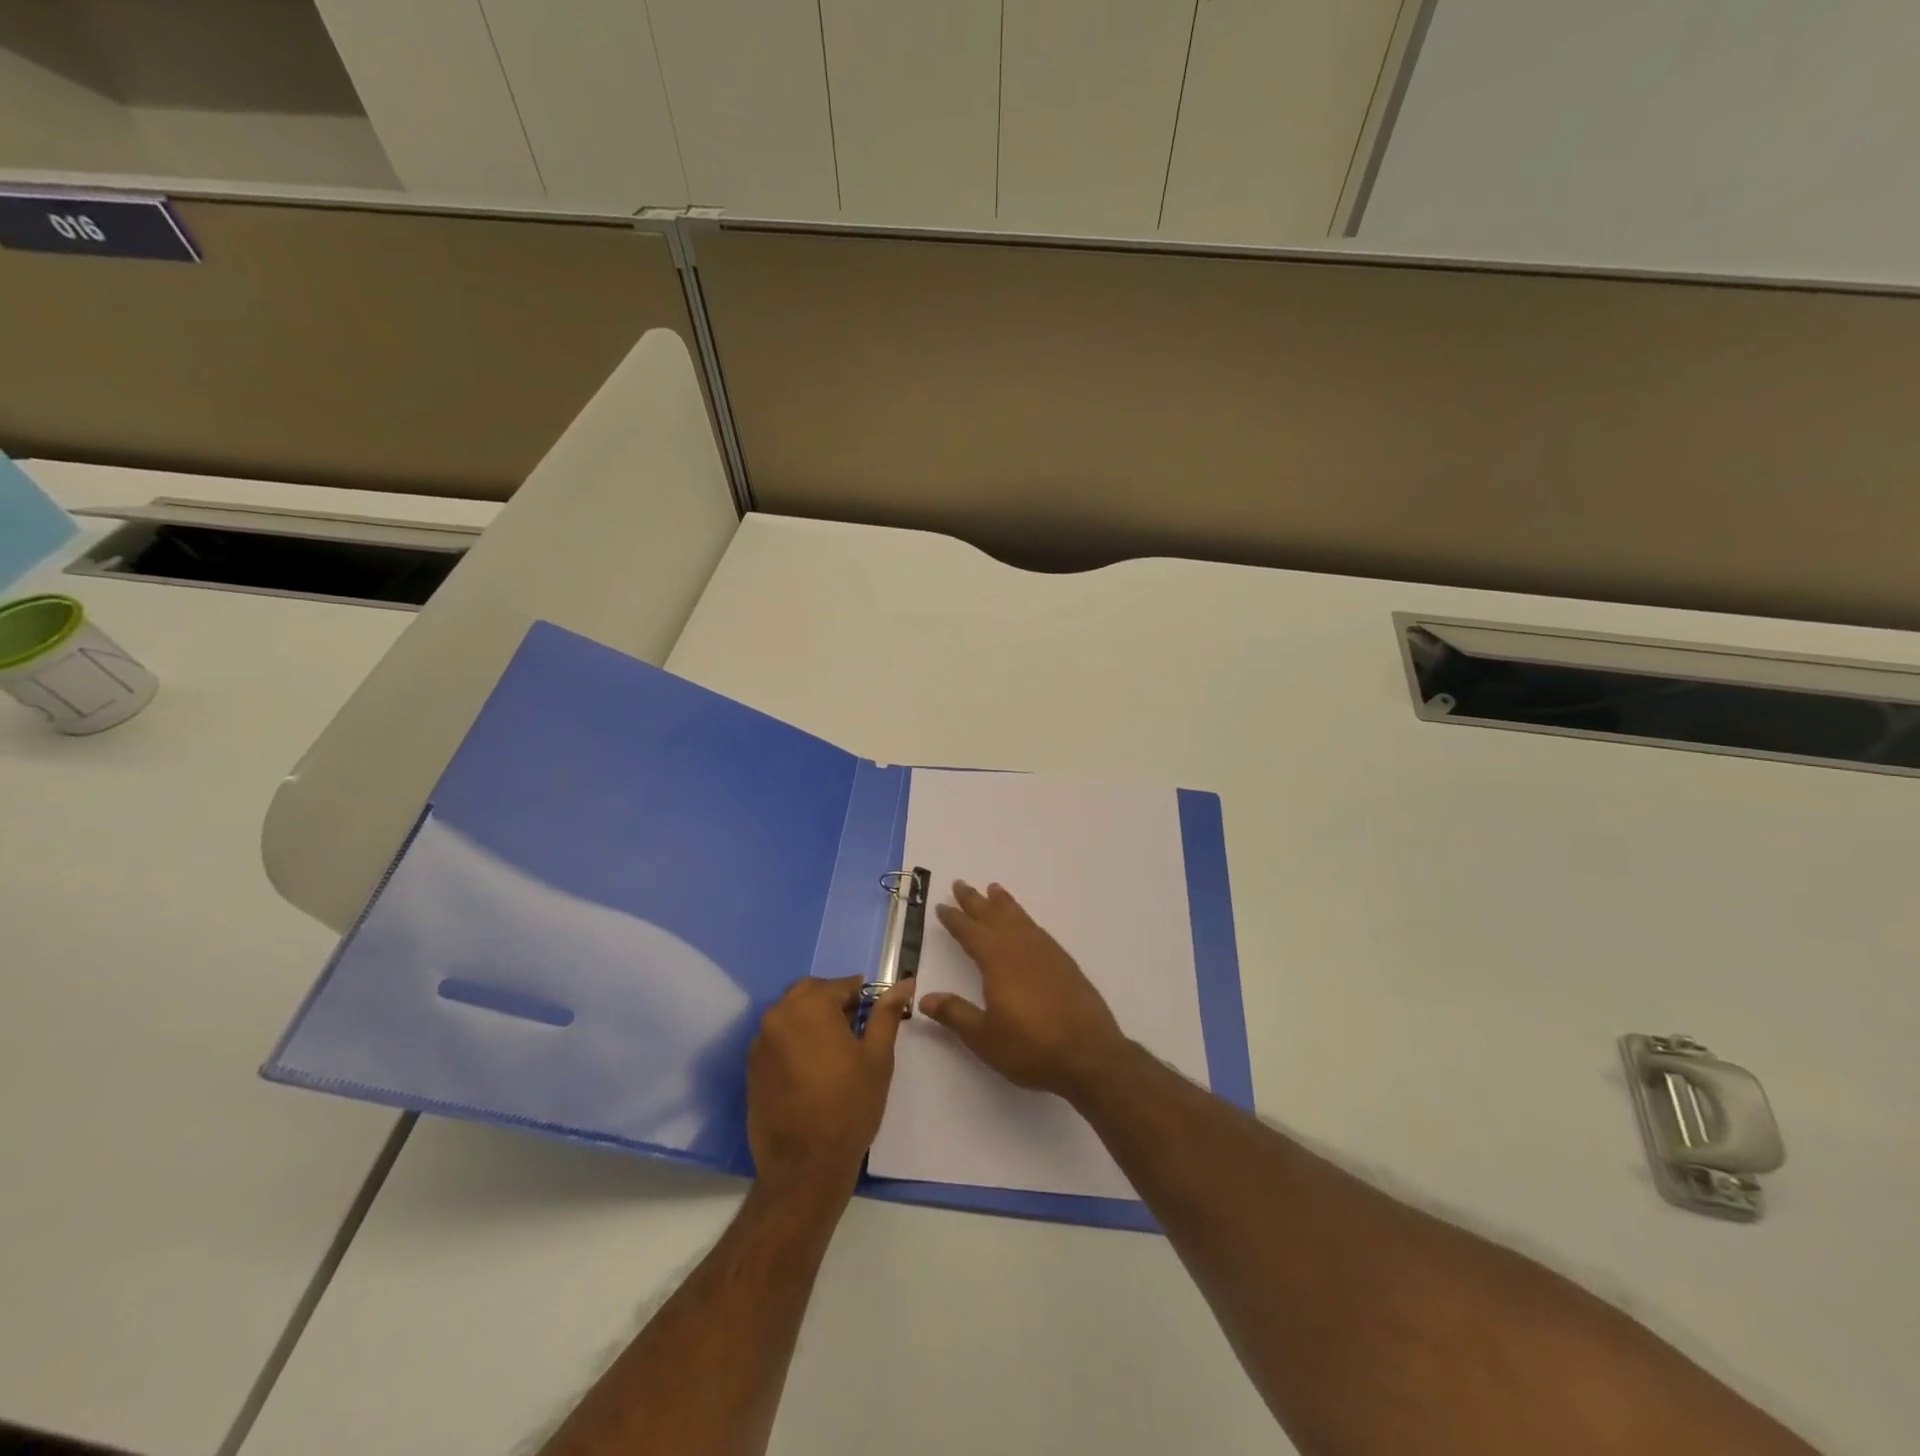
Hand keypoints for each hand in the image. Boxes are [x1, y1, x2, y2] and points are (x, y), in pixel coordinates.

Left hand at [746, 974, 911, 1201]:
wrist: (804, 1168)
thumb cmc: (849, 1107)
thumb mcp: (877, 1057)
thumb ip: (886, 1014)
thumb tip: (904, 983)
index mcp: (809, 1006)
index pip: (840, 984)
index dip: (862, 996)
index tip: (875, 1014)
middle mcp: (778, 1015)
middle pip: (810, 992)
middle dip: (833, 1001)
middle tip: (856, 1029)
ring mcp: (760, 1042)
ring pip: (791, 1013)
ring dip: (812, 1019)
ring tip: (835, 1050)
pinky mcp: (752, 1067)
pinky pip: (777, 1038)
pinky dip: (795, 1040)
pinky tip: (812, 1068)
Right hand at [920, 881, 1129, 1099]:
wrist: (1090, 1055)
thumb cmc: (1031, 1048)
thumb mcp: (984, 1037)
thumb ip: (955, 1014)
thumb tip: (924, 997)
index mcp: (998, 961)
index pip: (970, 933)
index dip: (955, 919)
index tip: (942, 906)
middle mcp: (1021, 948)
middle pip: (994, 917)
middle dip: (976, 901)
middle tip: (961, 884)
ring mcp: (1046, 953)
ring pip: (1019, 918)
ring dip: (1004, 903)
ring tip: (994, 889)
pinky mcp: (1064, 963)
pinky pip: (1037, 929)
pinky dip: (1025, 918)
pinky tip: (1025, 923)